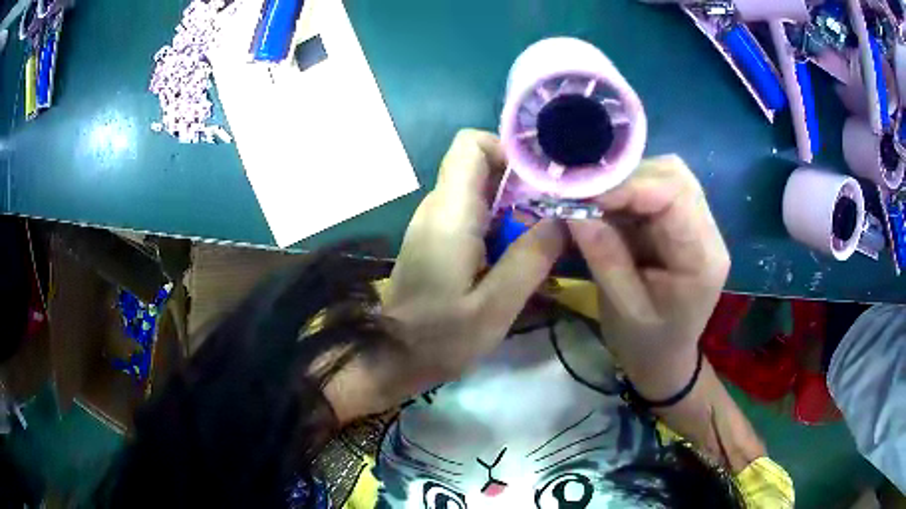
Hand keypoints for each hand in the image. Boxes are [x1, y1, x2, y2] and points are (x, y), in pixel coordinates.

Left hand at [382, 130, 564, 392]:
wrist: (392, 358)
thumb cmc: (439, 338)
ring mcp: (433, 222)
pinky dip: (499, 222)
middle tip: (553, 213)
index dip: (508, 150)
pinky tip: (514, 253)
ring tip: (541, 236)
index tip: (541, 181)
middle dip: (520, 181)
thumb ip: (531, 259)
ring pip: (478, 189)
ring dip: (513, 204)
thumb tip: (564, 218)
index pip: (471, 144)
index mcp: (450, 213)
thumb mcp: (494, 307)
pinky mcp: (435, 239)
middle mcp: (437, 206)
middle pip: (479, 164)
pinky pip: (471, 213)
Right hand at [568, 155, 729, 400]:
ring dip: (627, 182)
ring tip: (596, 203)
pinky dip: (629, 193)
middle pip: (674, 175)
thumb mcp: (622, 307)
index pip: (674, 195)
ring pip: (666, 175)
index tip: (583, 194)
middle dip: (626, 178)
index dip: (627, 184)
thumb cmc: (646, 344)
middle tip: (586, 196)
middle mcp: (708, 233)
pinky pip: (658, 190)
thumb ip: (603, 254)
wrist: (665, 359)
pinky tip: (609, 209)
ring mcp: (699, 225)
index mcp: (702, 258)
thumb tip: (572, 207)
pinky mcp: (683, 224)